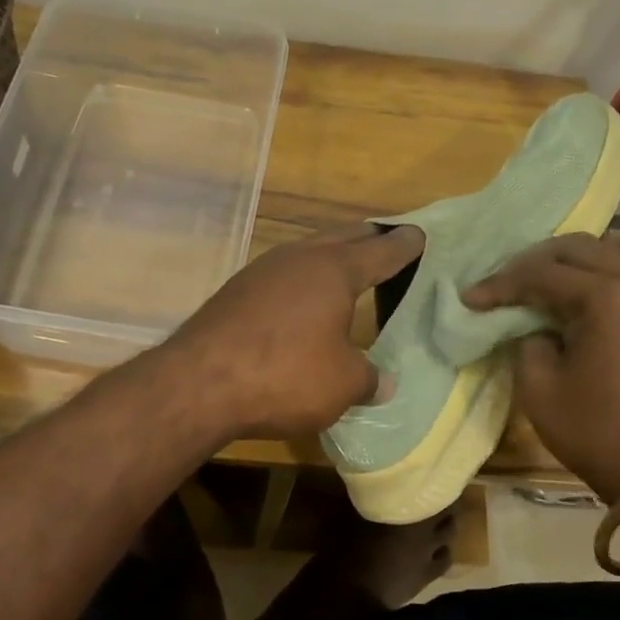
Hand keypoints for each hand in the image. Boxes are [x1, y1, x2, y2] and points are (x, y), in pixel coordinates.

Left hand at [164, 224, 424, 439]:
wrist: (198, 382)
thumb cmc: (285, 375)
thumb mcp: (342, 384)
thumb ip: (369, 378)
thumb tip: (383, 382)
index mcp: (335, 270)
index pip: (381, 250)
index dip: (405, 245)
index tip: (420, 235)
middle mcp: (299, 258)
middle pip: (343, 238)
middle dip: (369, 240)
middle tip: (389, 244)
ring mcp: (263, 270)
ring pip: (309, 252)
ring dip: (332, 256)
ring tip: (348, 270)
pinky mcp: (237, 290)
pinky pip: (284, 273)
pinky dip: (304, 279)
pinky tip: (303, 300)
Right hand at [463, 231, 619, 499]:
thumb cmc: (600, 434)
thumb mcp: (540, 390)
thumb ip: (527, 343)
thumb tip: (535, 326)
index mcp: (606, 295)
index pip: (541, 275)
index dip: (501, 285)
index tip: (471, 298)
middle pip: (579, 249)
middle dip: (536, 263)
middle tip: (509, 286)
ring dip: (591, 253)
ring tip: (567, 277)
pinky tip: (608, 292)